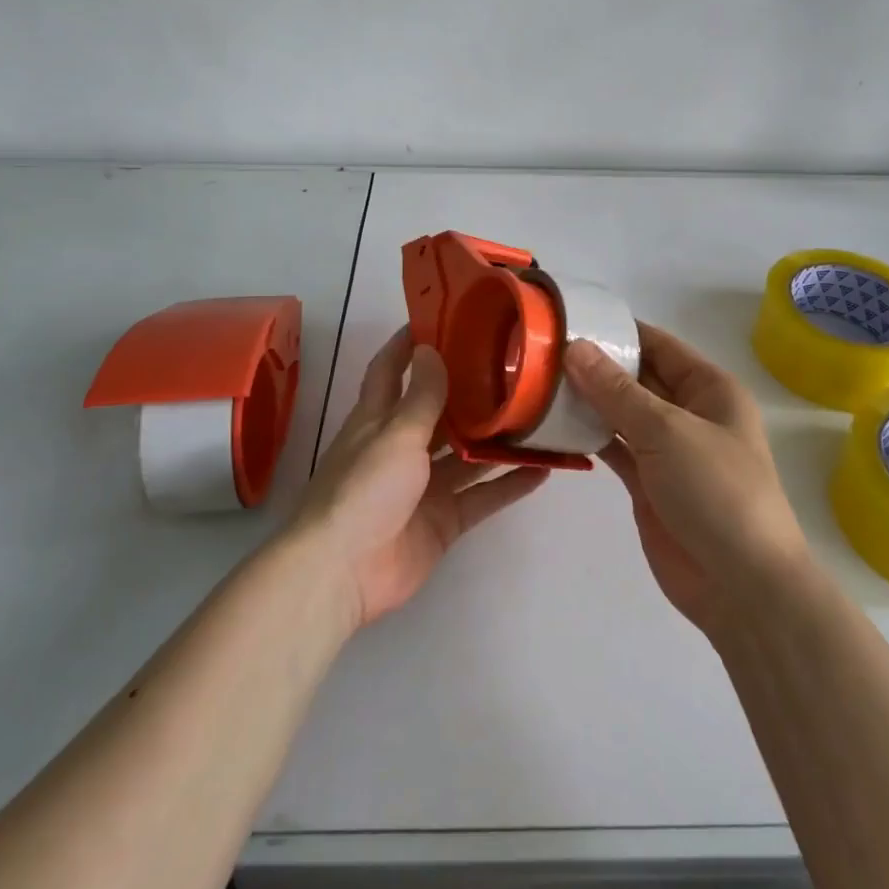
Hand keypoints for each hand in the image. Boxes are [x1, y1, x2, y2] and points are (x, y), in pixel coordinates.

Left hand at [293, 326, 548, 630]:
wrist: (344, 571)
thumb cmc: (363, 489)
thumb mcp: (395, 434)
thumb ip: (421, 397)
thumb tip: (431, 349)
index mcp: (378, 418)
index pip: (391, 369)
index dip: (409, 343)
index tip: (441, 317)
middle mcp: (401, 446)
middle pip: (439, 411)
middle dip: (469, 390)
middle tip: (513, 364)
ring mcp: (424, 486)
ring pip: (467, 455)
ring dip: (497, 439)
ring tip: (538, 413)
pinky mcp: (444, 519)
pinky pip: (482, 496)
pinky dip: (509, 485)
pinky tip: (544, 469)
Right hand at [564, 322, 808, 633]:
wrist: (741, 586)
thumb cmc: (716, 492)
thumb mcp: (666, 431)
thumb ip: (617, 391)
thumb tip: (575, 347)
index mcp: (709, 389)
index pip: (657, 344)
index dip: (617, 331)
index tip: (568, 319)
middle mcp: (688, 412)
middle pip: (636, 376)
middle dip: (595, 364)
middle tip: (540, 350)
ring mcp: (667, 449)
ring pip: (621, 412)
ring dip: (587, 400)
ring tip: (537, 381)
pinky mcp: (648, 481)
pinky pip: (613, 447)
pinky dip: (587, 436)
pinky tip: (552, 424)